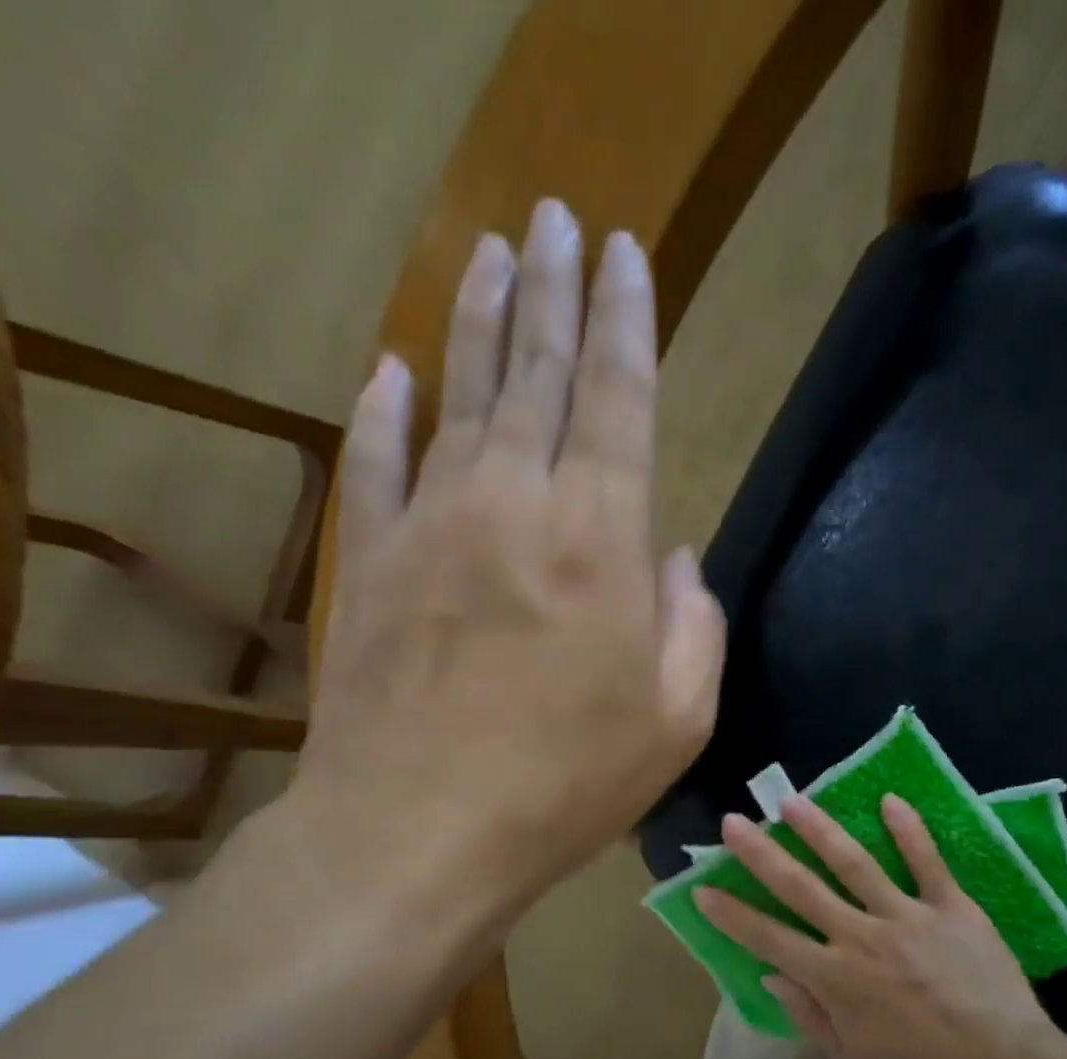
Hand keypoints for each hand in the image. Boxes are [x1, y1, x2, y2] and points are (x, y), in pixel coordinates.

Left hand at [288, 199, 724, 935]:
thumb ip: (695, 626)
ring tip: (490, 251)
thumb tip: (675, 562)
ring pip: (458, 397)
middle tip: (556, 217)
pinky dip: (382, 413)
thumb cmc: (566, 784)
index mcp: (600, 540)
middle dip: (553, 287)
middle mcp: (515, 505)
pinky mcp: (371, 564)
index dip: (626, 318)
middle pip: (537, 371)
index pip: (619, 396)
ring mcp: (431, 526)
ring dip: (476, 319)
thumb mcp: (678, 720)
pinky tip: (388, 371)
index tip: (624, 252)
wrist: (418, 832)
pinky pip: (376, 465)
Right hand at [694, 794, 1066, 1058]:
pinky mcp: (951, 906)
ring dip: (820, 830)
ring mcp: (907, 916)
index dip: (732, 914)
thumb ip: (809, 1015)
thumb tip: (771, 974)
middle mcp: (862, 937)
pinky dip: (910, 831)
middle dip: (762, 855)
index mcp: (835, 978)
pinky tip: (890, 800)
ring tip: (793, 802)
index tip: (703, 888)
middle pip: (802, 889)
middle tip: (733, 822)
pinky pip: (927, 863)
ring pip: (855, 864)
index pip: (769, 938)